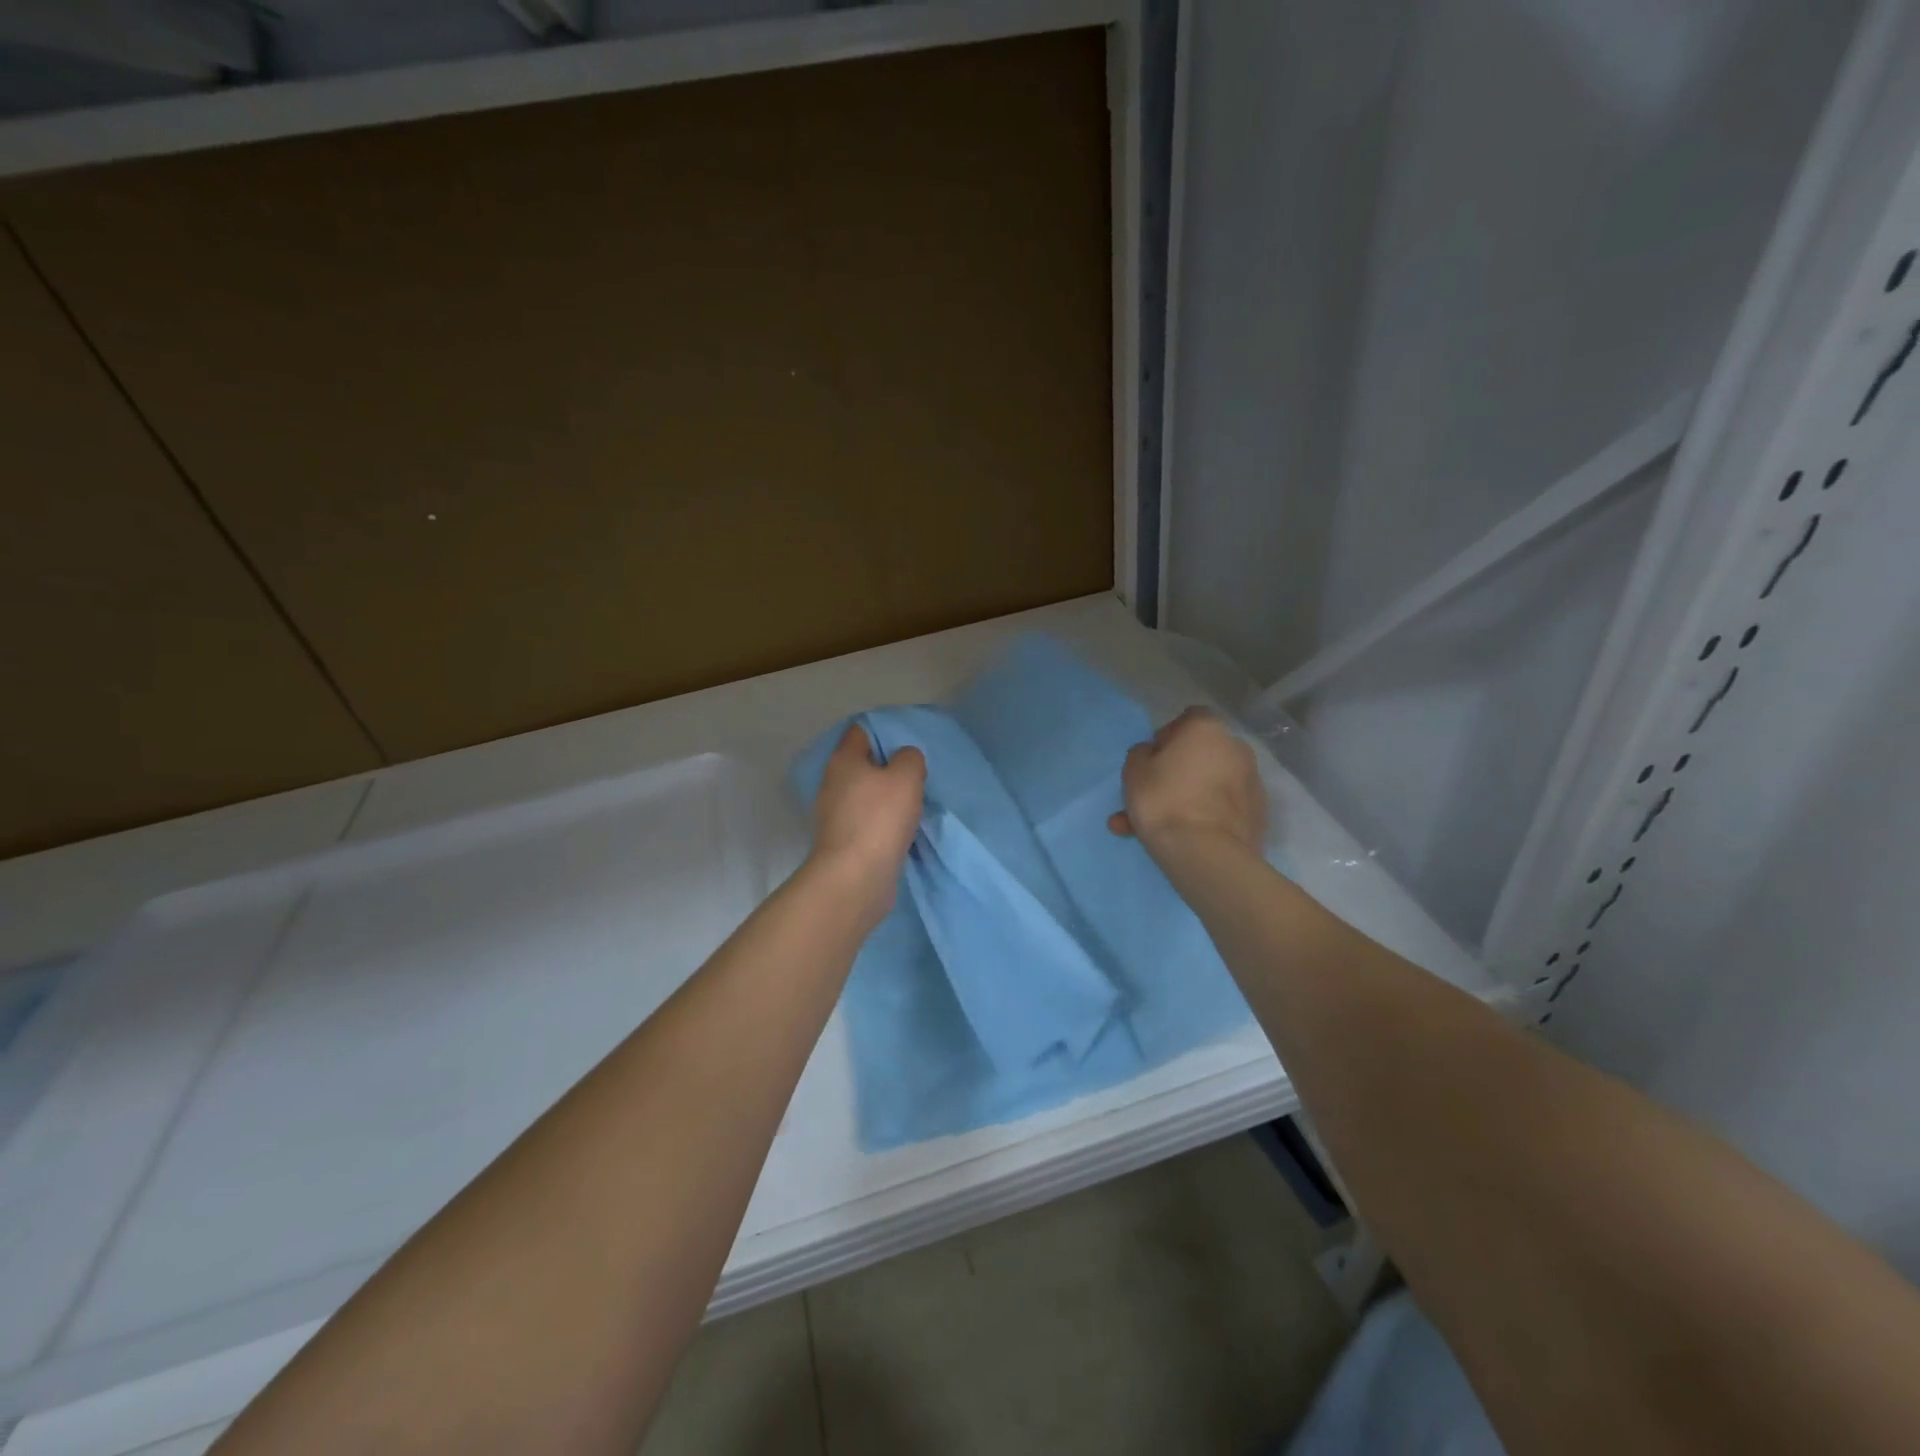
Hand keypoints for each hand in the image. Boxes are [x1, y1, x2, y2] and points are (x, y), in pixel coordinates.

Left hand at [808, 722, 925, 916]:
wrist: (855, 878)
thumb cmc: (879, 818)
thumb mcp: (906, 777)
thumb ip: (910, 758)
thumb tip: (904, 760)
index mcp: (843, 760)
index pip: (860, 732)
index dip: (884, 732)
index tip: (909, 743)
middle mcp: (833, 783)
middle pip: (863, 765)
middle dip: (888, 768)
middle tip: (916, 775)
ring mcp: (835, 815)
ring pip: (866, 795)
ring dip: (886, 798)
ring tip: (914, 803)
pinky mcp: (843, 841)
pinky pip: (867, 821)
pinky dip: (883, 822)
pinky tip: (902, 829)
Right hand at [1108, 707, 1265, 856]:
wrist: (1206, 855)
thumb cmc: (1164, 801)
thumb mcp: (1133, 772)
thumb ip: (1141, 754)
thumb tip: (1153, 753)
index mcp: (1207, 729)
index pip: (1188, 719)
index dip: (1168, 736)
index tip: (1153, 760)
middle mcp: (1236, 748)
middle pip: (1201, 754)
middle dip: (1177, 772)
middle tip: (1152, 798)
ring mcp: (1252, 782)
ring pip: (1210, 785)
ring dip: (1187, 798)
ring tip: (1157, 829)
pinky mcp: (1258, 814)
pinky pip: (1223, 808)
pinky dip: (1206, 816)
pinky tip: (1183, 839)